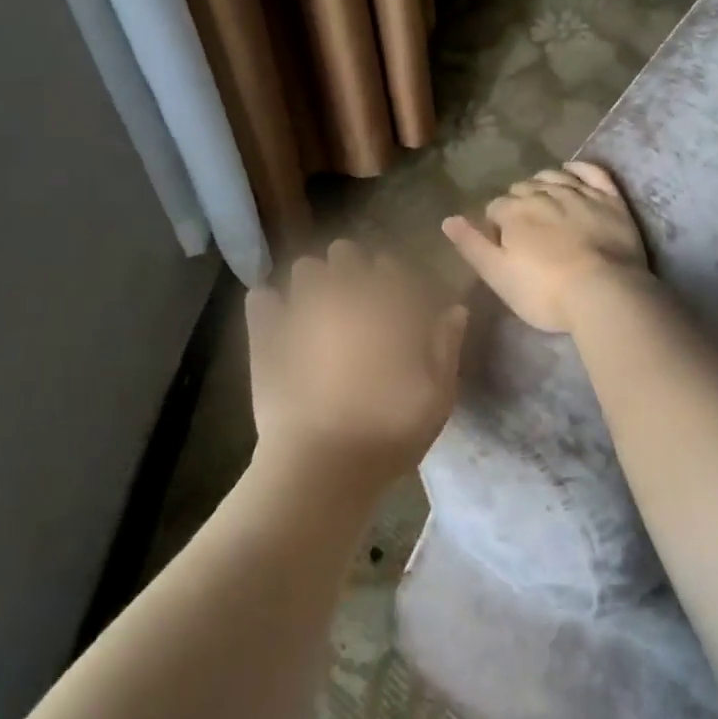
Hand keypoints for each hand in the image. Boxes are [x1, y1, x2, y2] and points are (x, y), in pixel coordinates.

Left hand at [246, 240, 467, 493]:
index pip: (391, 267)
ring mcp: (301, 311)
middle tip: (356, 298)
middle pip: (345, 254)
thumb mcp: (438, 395)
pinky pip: (262, 299)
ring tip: (318, 308)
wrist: (323, 464)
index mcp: (388, 306)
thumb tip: (455, 310)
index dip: (393, 277)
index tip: (396, 296)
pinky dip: (269, 305)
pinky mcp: (266, 335)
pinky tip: (277, 320)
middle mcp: (345, 295)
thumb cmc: (390, 430)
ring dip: (313, 282)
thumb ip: (446, 345)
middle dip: (350, 268)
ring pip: (304, 269)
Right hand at [441, 162, 649, 333]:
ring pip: (553, 176)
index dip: (495, 224)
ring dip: (543, 184)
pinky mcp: (610, 199)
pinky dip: (579, 168)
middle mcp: (544, 193)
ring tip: (543, 199)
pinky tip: (572, 171)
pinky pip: (592, 172)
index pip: (495, 208)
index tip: (502, 242)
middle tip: (524, 227)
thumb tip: (448, 219)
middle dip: (518, 203)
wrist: (604, 294)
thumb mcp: (498, 275)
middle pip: (523, 189)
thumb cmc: (545, 292)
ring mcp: (580, 193)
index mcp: (514, 212)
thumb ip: (472, 245)